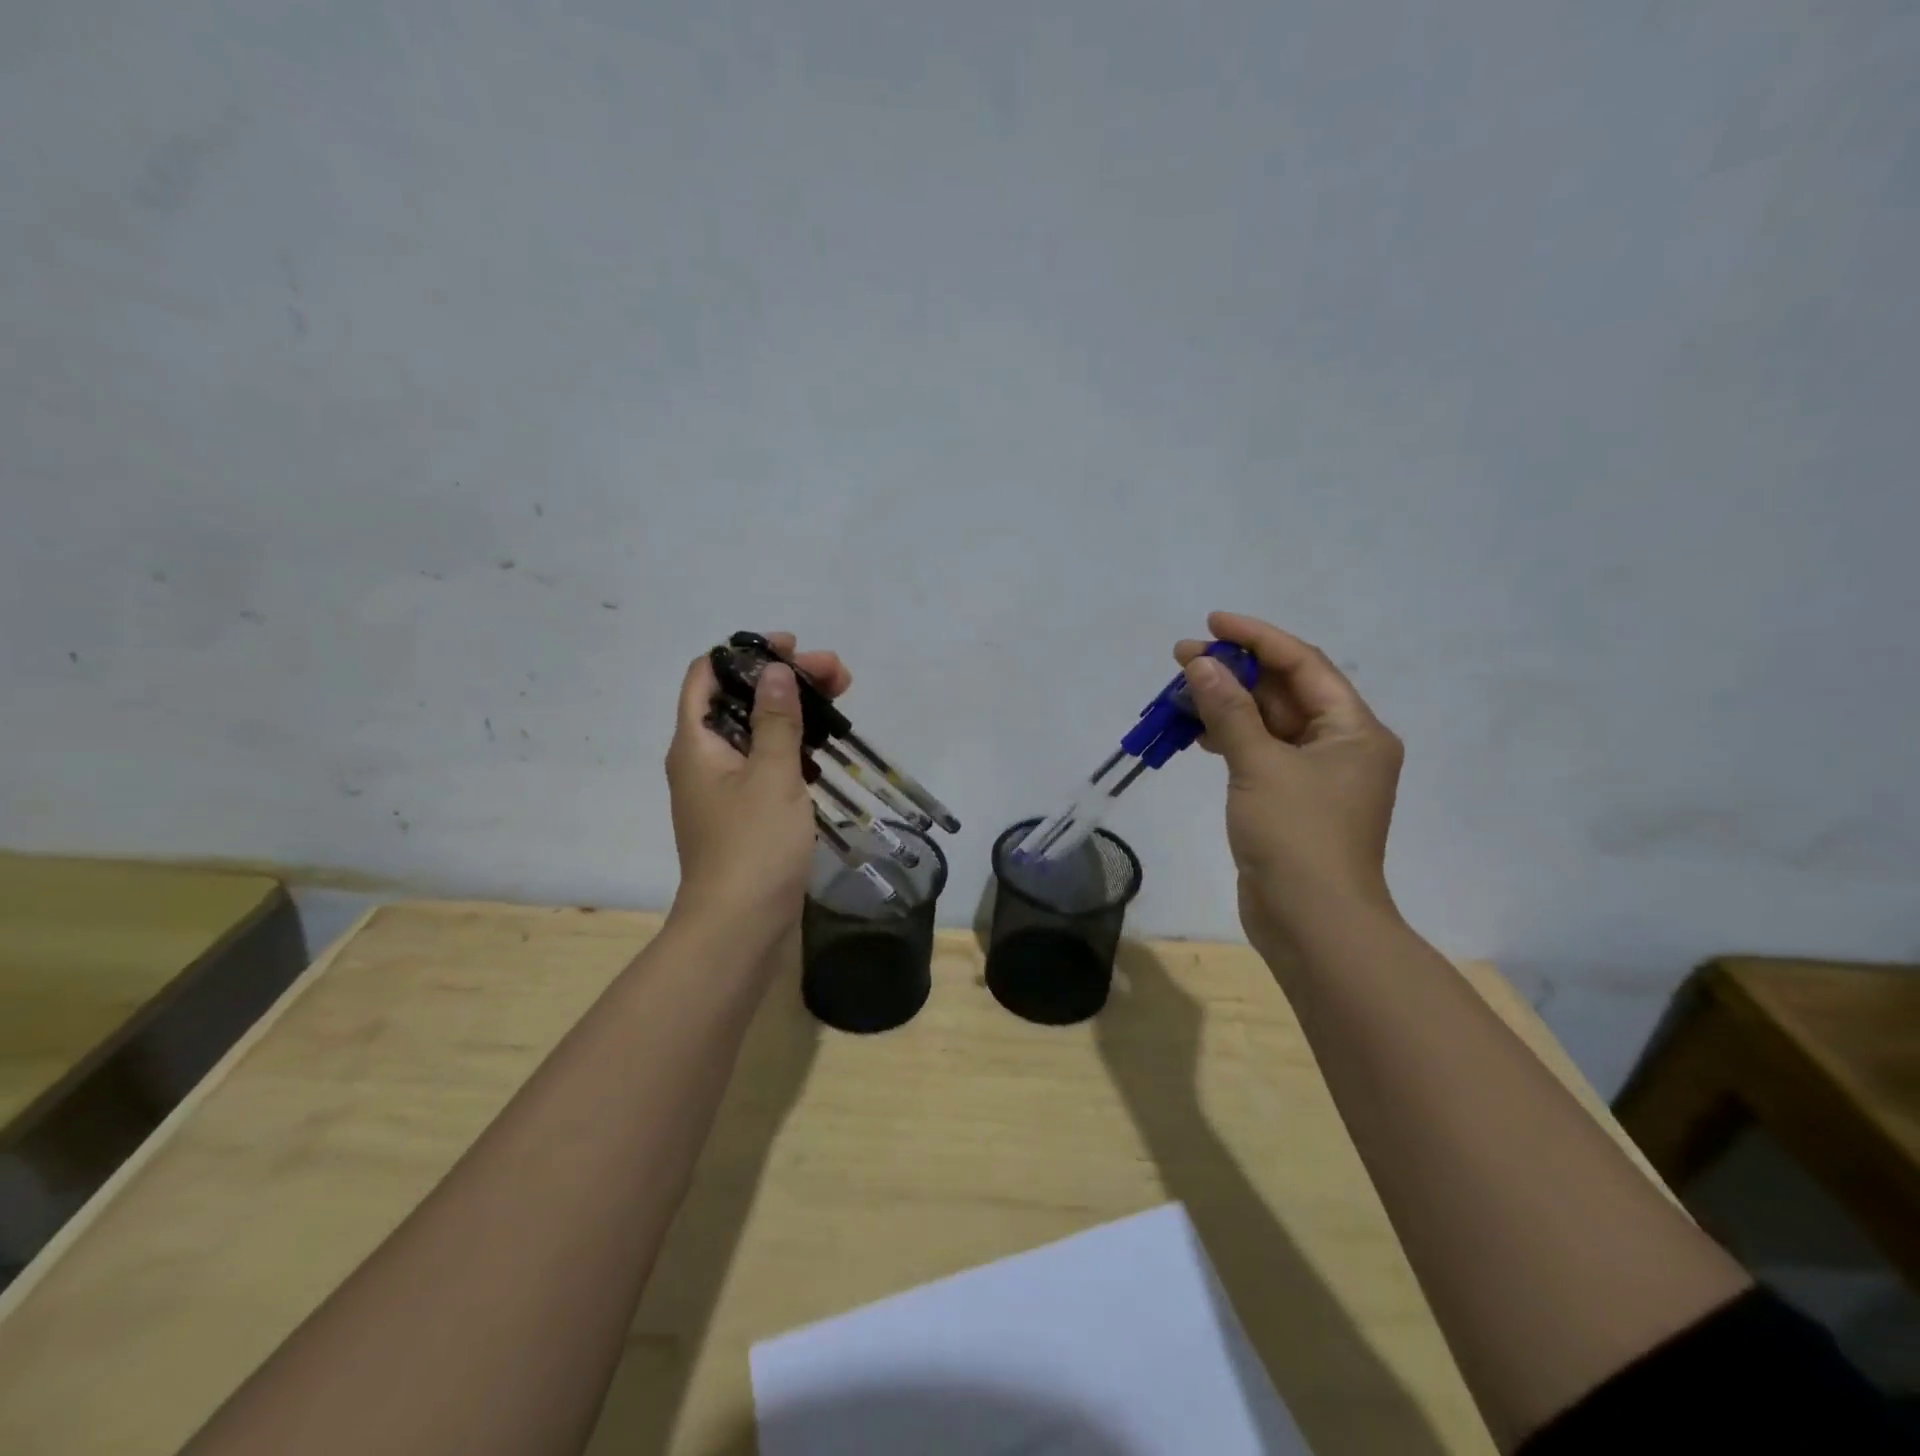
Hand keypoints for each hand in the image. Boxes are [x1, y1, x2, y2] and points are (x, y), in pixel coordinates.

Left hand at [664, 632, 851, 952]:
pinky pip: (766, 764)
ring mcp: (724, 789)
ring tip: (840, 701)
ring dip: (794, 712)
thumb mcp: (772, 775)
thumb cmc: (753, 846)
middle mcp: (703, 761)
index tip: (793, 649)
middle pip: (739, 701)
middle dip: (785, 681)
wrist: (741, 928)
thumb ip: (776, 720)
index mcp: (695, 744)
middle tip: (837, 675)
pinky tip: (822, 747)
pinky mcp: (746, 814)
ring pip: (757, 733)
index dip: (746, 653)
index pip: (707, 675)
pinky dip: (792, 747)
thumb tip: (775, 671)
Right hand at [1175, 612, 1402, 952]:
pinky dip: (1230, 739)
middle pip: (1285, 691)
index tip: (1212, 622)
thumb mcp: (1259, 765)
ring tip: (1180, 693)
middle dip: (1235, 671)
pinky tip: (1198, 734)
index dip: (1258, 637)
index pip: (1304, 664)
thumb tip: (1202, 664)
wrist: (1313, 923)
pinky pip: (1260, 753)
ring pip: (1268, 723)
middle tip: (1182, 658)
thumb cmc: (1297, 836)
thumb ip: (1230, 711)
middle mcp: (1341, 746)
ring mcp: (1317, 776)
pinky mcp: (1291, 801)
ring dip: (1227, 705)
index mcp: (1353, 729)